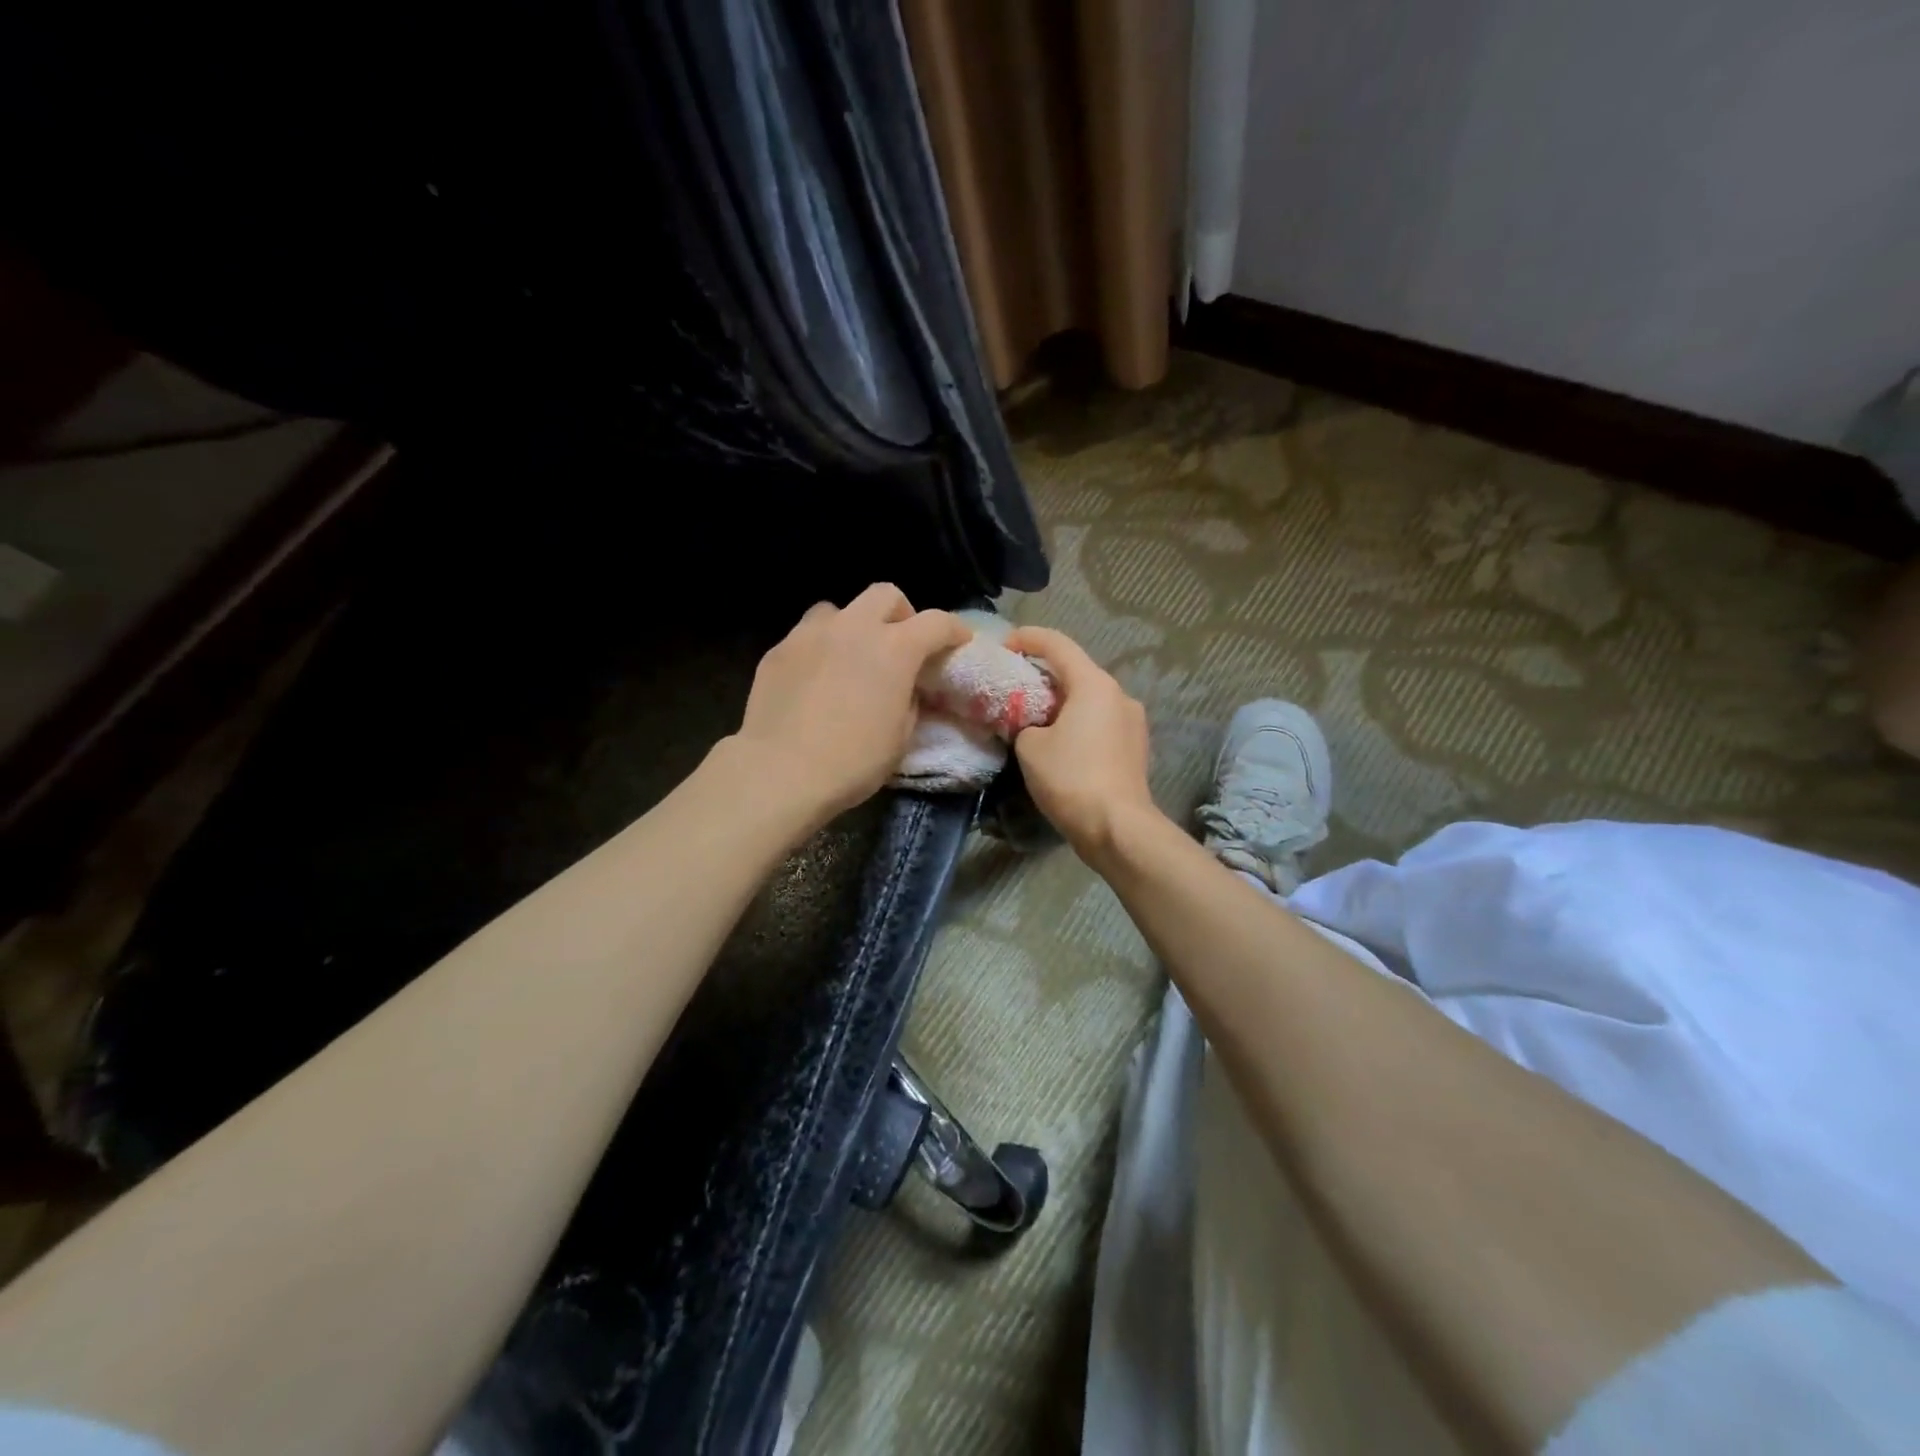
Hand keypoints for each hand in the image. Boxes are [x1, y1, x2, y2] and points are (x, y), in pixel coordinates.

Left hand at [733, 584, 971, 824]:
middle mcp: (853, 628)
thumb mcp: (900, 737)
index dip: (954, 629)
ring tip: (850, 657)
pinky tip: (815, 679)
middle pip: (885, 595)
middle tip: (900, 643)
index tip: (959, 641)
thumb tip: (903, 689)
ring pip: (839, 609)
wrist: (780, 772)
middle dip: (900, 614)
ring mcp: (810, 634)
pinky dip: (820, 649)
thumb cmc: (852, 761)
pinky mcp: (778, 650)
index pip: (936, 622)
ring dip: (853, 627)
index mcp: (894, 649)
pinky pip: (806, 636)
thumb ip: (908, 701)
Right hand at [1002, 626, 1158, 860]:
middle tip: (1014, 686)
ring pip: (1089, 699)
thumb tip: (1033, 726)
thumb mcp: (1029, 746)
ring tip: (1033, 718)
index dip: (1027, 638)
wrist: (1117, 827)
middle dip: (1043, 675)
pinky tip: (1059, 742)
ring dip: (1061, 702)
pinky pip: (1100, 722)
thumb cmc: (1071, 778)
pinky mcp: (1135, 747)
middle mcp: (1119, 694)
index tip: (1004, 645)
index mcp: (1094, 684)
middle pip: (1075, 671)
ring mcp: (1133, 722)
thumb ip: (1024, 723)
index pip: (1057, 644)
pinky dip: (1077, 723)